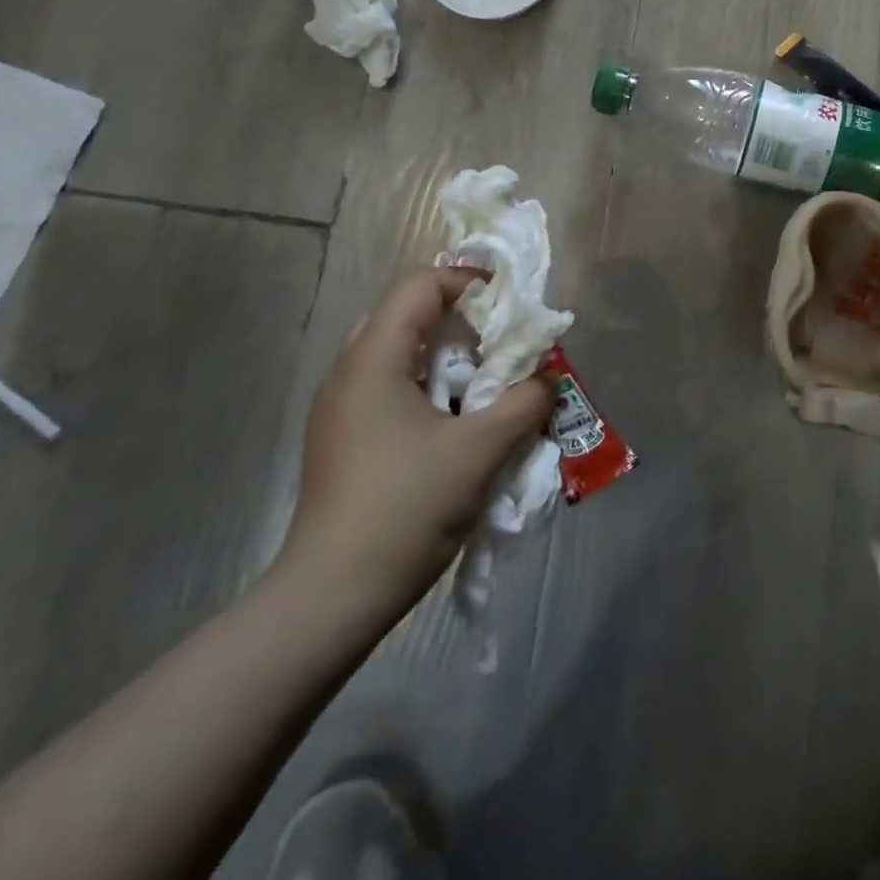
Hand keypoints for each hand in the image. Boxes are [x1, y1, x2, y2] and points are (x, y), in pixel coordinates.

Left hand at [275, 266, 552, 622]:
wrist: (331, 598)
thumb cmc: (405, 509)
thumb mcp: (480, 450)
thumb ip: (524, 402)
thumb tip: (548, 377)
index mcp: (372, 360)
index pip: (419, 286)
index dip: (467, 281)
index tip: (510, 304)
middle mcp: (349, 374)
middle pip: (407, 315)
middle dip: (461, 320)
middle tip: (499, 342)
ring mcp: (341, 410)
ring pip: (400, 354)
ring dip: (448, 357)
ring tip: (486, 381)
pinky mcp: (345, 441)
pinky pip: (392, 388)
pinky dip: (431, 387)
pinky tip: (458, 421)